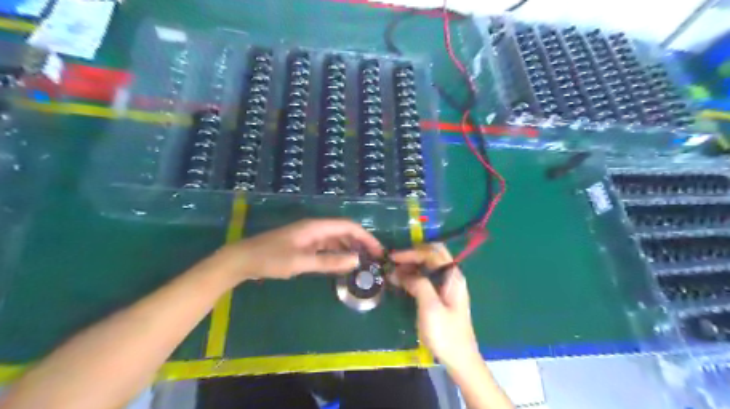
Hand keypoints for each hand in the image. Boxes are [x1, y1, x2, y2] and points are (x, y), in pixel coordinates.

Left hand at [209, 219, 382, 282]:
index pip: (348, 226)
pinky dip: (337, 254)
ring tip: (363, 262)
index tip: (378, 250)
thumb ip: (329, 262)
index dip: (365, 236)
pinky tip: (342, 264)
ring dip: (350, 248)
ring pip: (336, 240)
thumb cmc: (270, 259)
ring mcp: (309, 237)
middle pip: (344, 231)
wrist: (242, 260)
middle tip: (374, 258)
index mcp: (316, 227)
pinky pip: (326, 248)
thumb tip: (356, 260)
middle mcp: (315, 229)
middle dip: (360, 242)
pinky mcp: (303, 246)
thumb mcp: (301, 262)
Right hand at [390, 244, 482, 372]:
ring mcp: (447, 286)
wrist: (459, 359)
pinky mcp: (441, 296)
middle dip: (412, 255)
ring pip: (428, 266)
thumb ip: (418, 284)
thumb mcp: (430, 307)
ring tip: (393, 272)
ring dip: (411, 265)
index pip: (432, 252)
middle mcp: (451, 277)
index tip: (393, 258)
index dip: (412, 252)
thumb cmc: (445, 333)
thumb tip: (401, 272)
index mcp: (452, 276)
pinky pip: (426, 278)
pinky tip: (401, 282)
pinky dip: (413, 275)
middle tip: (393, 262)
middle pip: (432, 255)